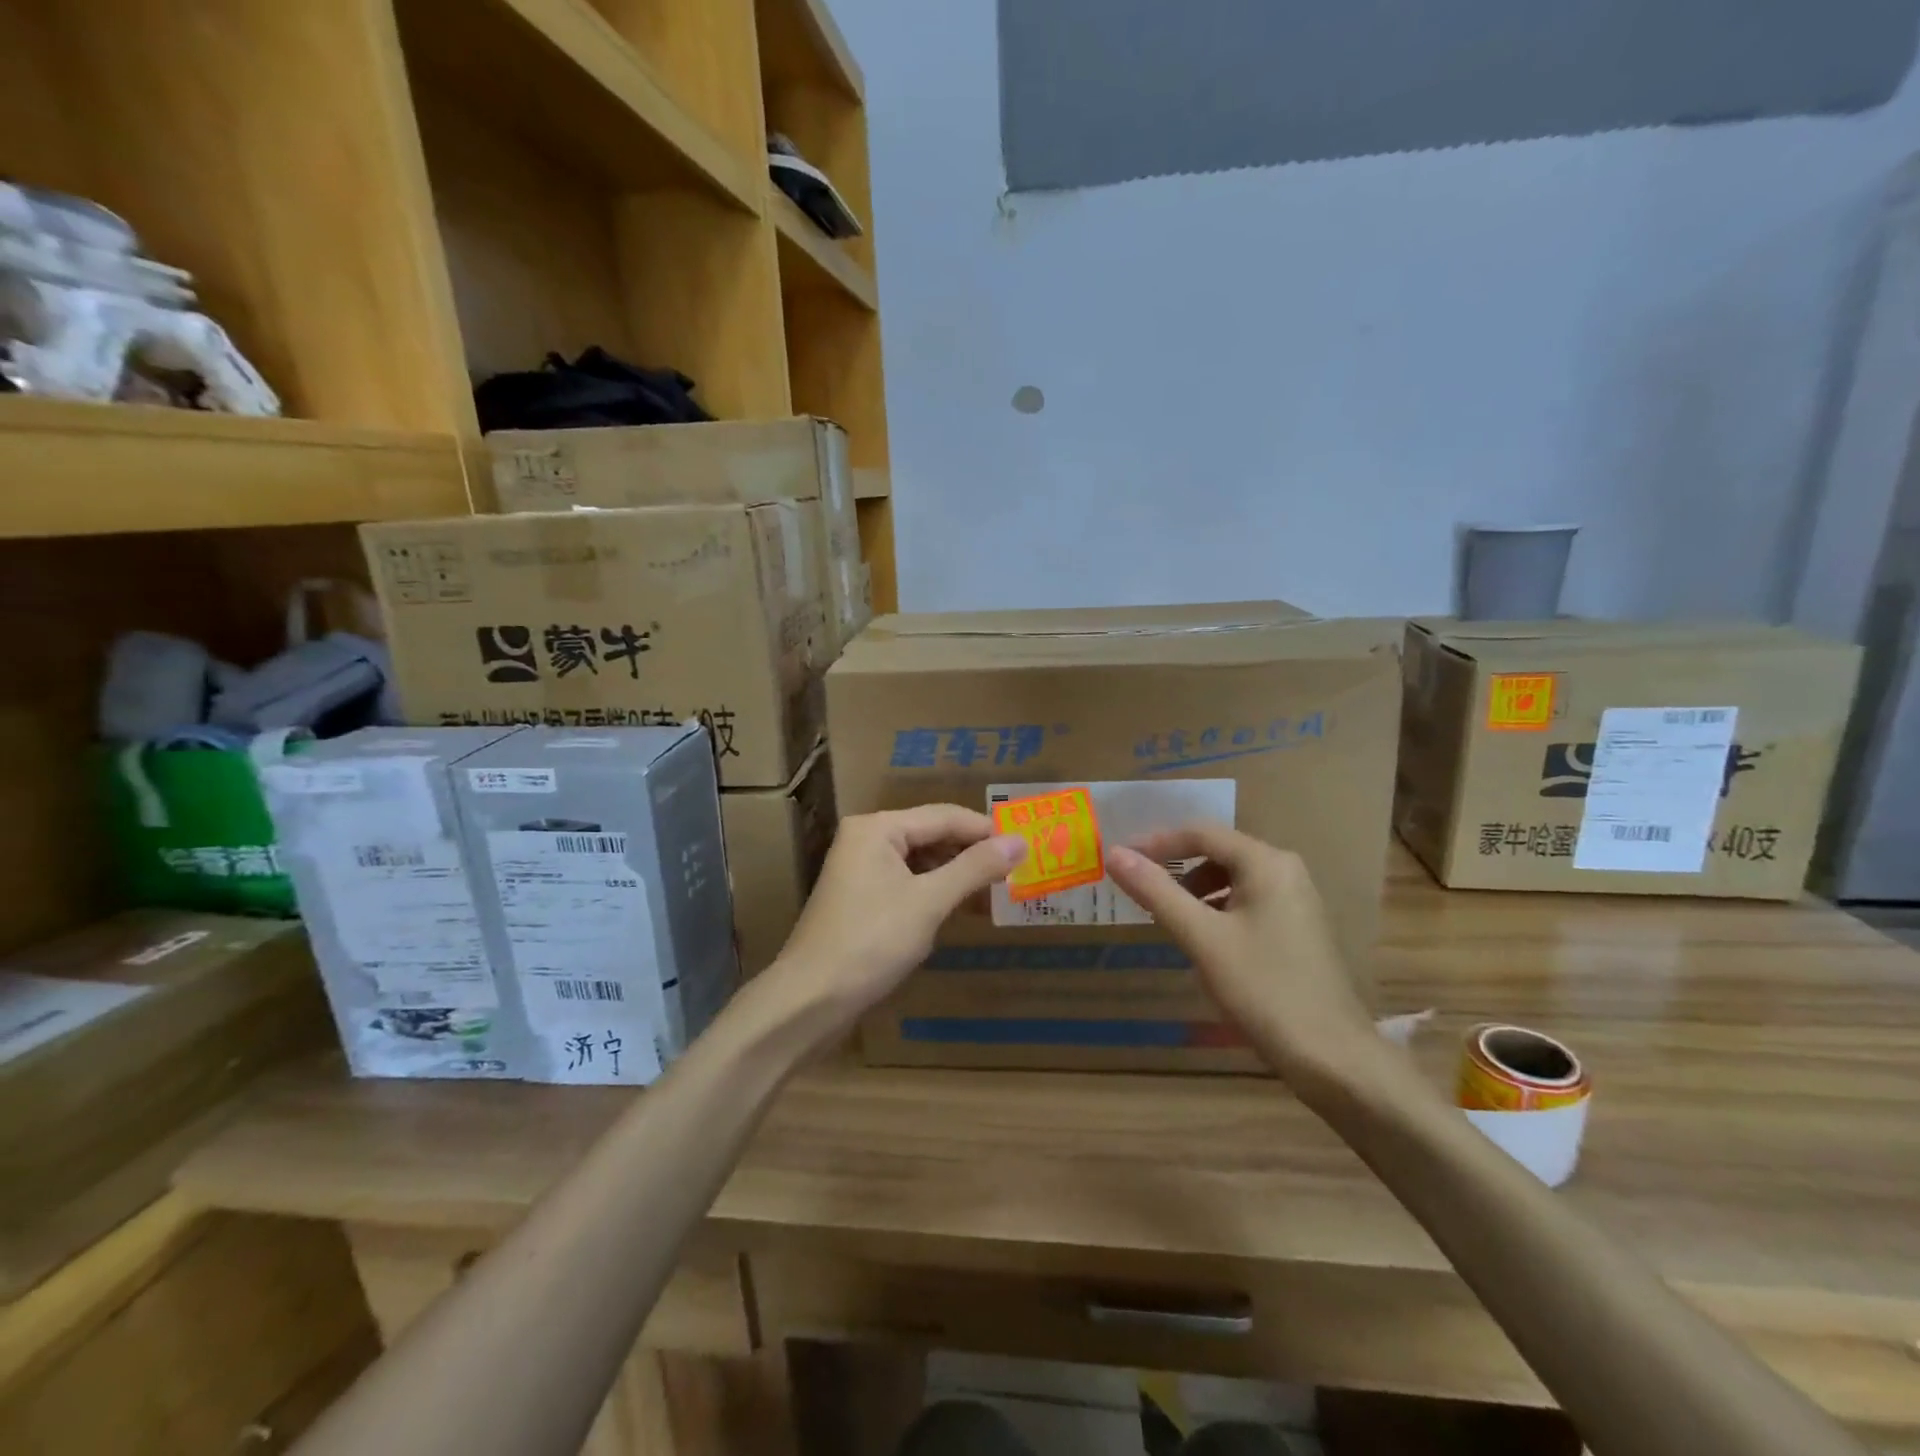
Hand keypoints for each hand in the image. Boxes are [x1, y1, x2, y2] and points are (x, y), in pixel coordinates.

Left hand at [768, 806, 1026, 1029]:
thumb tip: (1020, 842)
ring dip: (957, 875)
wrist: (810, 1000)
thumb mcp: (928, 902)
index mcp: (878, 828)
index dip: (986, 830)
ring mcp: (861, 870)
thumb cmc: (871, 942)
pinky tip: (963, 908)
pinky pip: (908, 883)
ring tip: (997, 891)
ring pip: (921, 861)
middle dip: (972, 853)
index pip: (944, 816)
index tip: (1026, 845)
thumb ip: (974, 868)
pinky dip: (936, 892)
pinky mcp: (862, 899)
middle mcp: (867, 839)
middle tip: (1017, 869)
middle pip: (931, 835)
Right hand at [1106, 825, 1376, 1082]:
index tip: (1121, 859)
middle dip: (1177, 868)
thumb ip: (1157, 891)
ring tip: (1169, 919)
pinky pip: (1249, 902)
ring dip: (1196, 891)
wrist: (1333, 1057)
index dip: (1157, 842)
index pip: (1201, 833)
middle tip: (1141, 890)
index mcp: (1266, 863)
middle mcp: (1287, 870)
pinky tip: (1204, 942)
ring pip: (1233, 880)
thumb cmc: (1263, 989)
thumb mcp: (1201, 938)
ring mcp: (1298, 901)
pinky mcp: (1301, 929)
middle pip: (1219, 853)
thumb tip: (1115, 853)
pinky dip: (1219, 911)